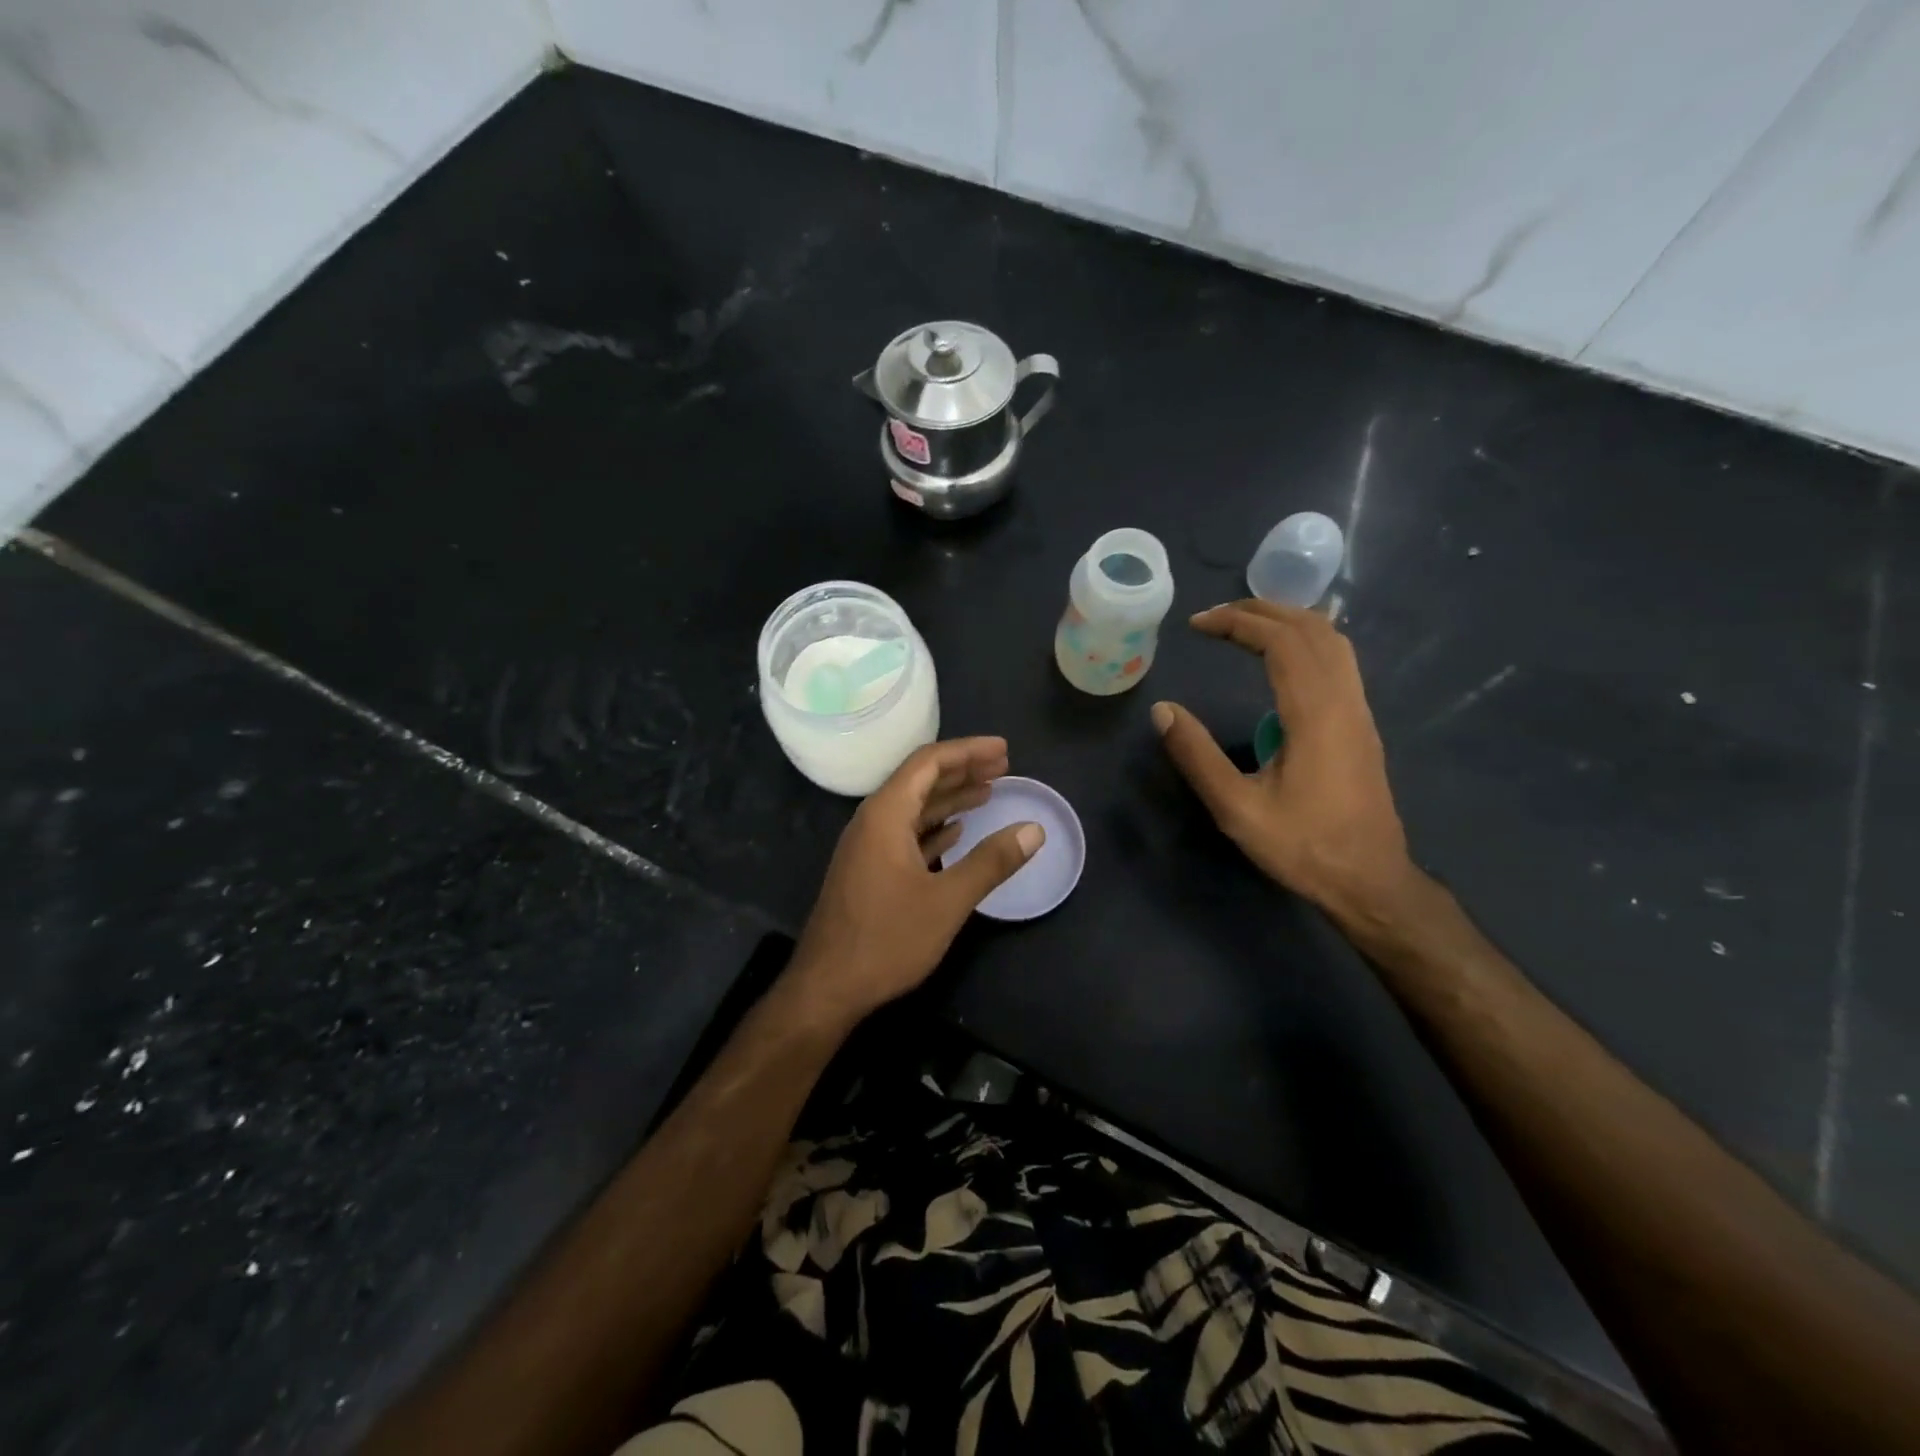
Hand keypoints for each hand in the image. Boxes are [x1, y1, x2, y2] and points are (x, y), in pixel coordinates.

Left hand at [787, 738, 1043, 1026]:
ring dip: (950, 798)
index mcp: (886, 815)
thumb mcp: (947, 901)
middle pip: (920, 780)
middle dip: (963, 770)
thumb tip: (1034, 830)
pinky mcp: (869, 870)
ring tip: (989, 792)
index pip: (928, 762)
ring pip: (914, 808)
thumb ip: (991, 862)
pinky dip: (935, 827)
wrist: (827, 987)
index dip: (968, 751)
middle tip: (1004, 766)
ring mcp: (868, 847)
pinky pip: (906, 833)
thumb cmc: (886, 939)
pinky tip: (958, 831)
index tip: (1004, 750)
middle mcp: (873, 821)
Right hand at [1151, 600, 1415, 919]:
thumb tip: (1162, 710)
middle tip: (1215, 617)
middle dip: (1261, 611)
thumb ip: (1197, 756)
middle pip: (1311, 629)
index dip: (1238, 622)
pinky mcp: (1361, 725)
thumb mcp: (1237, 809)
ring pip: (1332, 641)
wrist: (1370, 880)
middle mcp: (1344, 700)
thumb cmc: (1303, 846)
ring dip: (1288, 621)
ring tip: (1244, 626)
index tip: (1197, 624)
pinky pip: (1339, 661)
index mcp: (1315, 714)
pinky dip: (1306, 641)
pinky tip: (1283, 658)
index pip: (1281, 641)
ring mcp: (1359, 711)